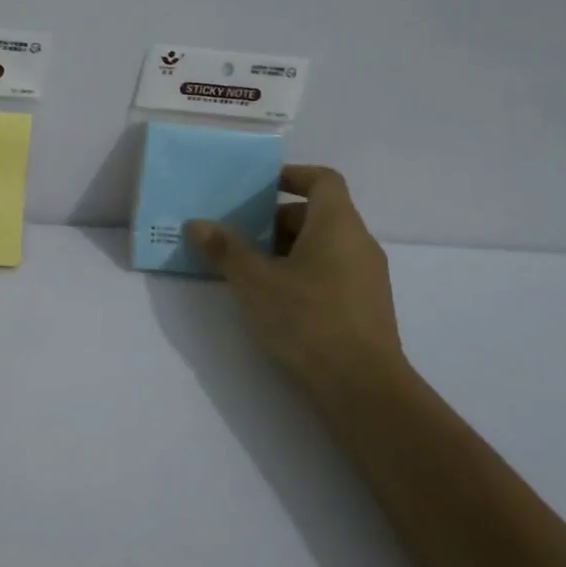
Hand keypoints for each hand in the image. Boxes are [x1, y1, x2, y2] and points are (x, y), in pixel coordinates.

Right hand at [187, 166, 404, 389]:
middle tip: (241, 234)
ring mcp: (367, 278)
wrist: (364, 390)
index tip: (261, 186)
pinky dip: (303, 273)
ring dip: (287, 249)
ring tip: (250, 269)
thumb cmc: (309, 321)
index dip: (293, 175)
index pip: (323, 180)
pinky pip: (332, 273)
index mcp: (338, 224)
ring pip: (324, 246)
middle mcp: (359, 243)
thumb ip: (226, 250)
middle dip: (278, 219)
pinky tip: (275, 300)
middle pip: (319, 214)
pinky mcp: (366, 308)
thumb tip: (198, 224)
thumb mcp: (255, 282)